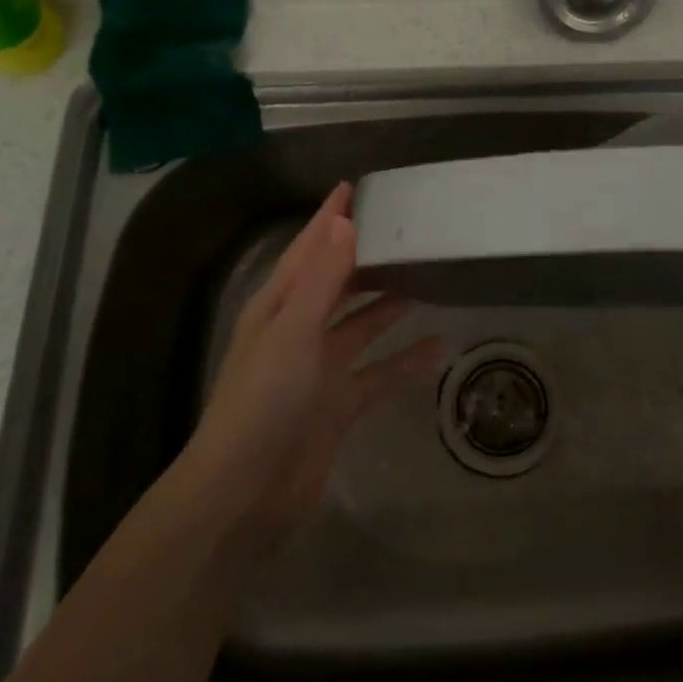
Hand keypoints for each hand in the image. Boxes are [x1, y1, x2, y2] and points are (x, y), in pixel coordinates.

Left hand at [187, 184, 441, 538]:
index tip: (354, 187)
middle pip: (337, 283)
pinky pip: (378, 374)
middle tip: (407, 231)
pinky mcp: (337, 405)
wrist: (245, 493)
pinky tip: (438, 350)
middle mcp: (298, 331)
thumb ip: (323, 278)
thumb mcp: (294, 331)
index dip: (329, 219)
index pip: (308, 250)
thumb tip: (344, 221)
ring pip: (362, 326)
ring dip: (389, 306)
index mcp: (278, 307)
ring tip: (428, 280)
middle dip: (366, 258)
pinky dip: (404, 363)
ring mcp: (319, 370)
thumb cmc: (264, 401)